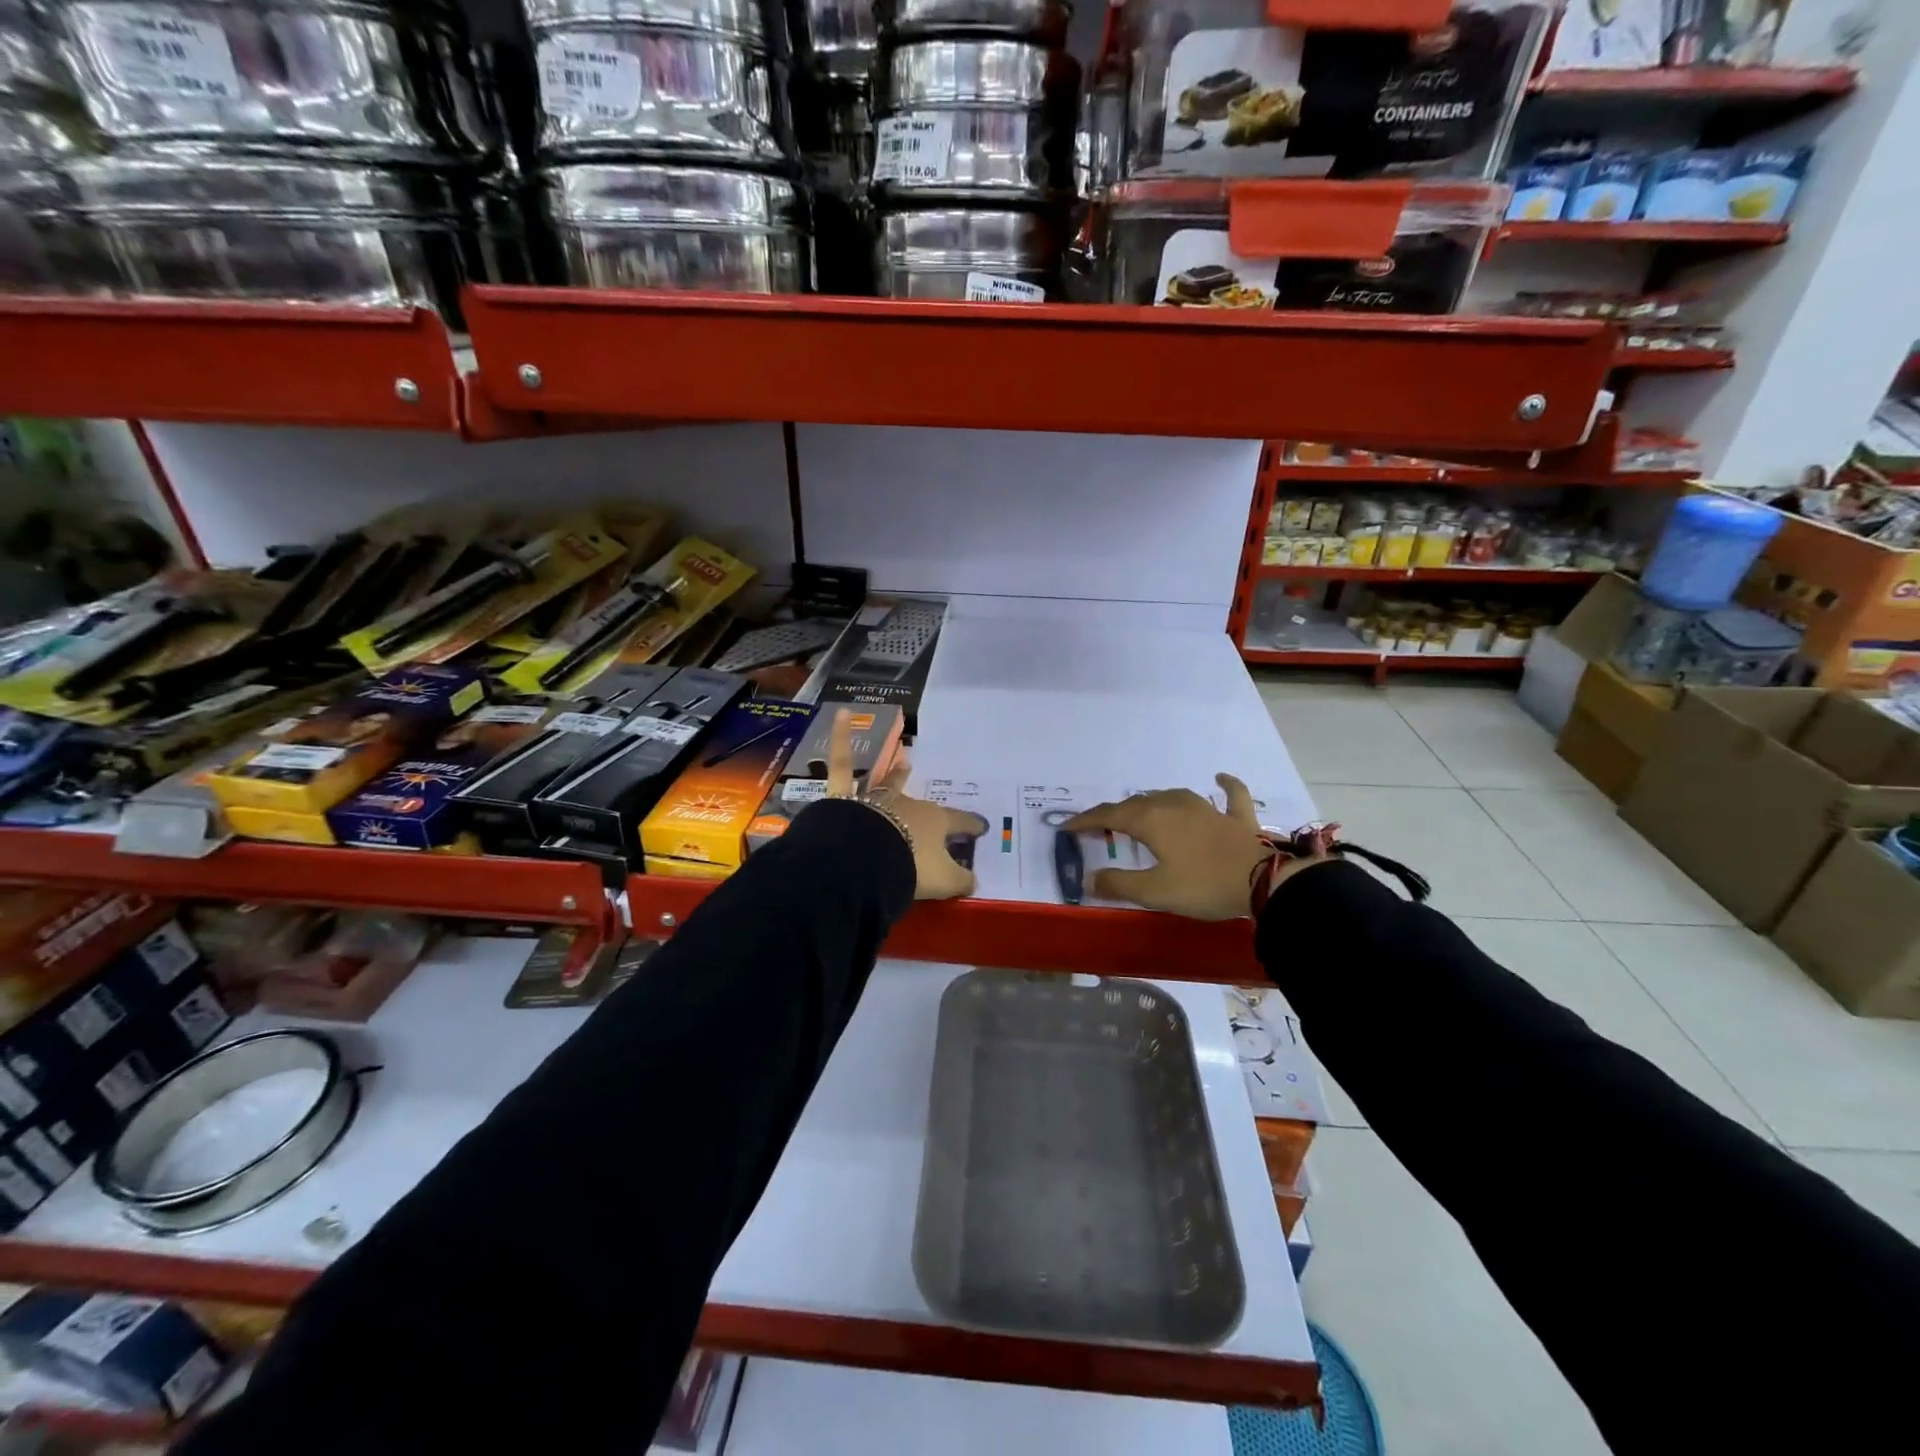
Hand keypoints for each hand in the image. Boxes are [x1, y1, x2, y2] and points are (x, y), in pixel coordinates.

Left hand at [823, 709, 986, 900]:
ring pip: (888, 782)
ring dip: (895, 773)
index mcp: (935, 823)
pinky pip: (842, 764)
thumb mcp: (944, 881)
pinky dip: (840, 738)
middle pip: (923, 805)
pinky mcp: (845, 798)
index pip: (959, 823)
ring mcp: (877, 798)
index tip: (980, 827)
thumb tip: (975, 883)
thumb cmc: (910, 868)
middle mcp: (908, 804)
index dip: (970, 826)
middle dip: (929, 807)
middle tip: (934, 807)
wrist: (866, 860)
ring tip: (903, 759)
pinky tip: (840, 713)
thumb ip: (961, 881)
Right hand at [1065, 775, 1315, 920]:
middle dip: (1115, 814)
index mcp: (1151, 821)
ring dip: (1152, 802)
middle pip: (1137, 804)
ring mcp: (1207, 808)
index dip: (1086, 821)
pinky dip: (1223, 785)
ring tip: (1141, 810)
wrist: (1264, 881)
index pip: (1109, 817)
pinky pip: (1230, 794)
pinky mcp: (1237, 817)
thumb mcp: (1155, 892)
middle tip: (1099, 827)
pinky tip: (1219, 777)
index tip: (1066, 828)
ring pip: (1171, 796)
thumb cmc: (1203, 885)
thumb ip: (1119, 884)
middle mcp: (1174, 806)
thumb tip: (1088, 878)